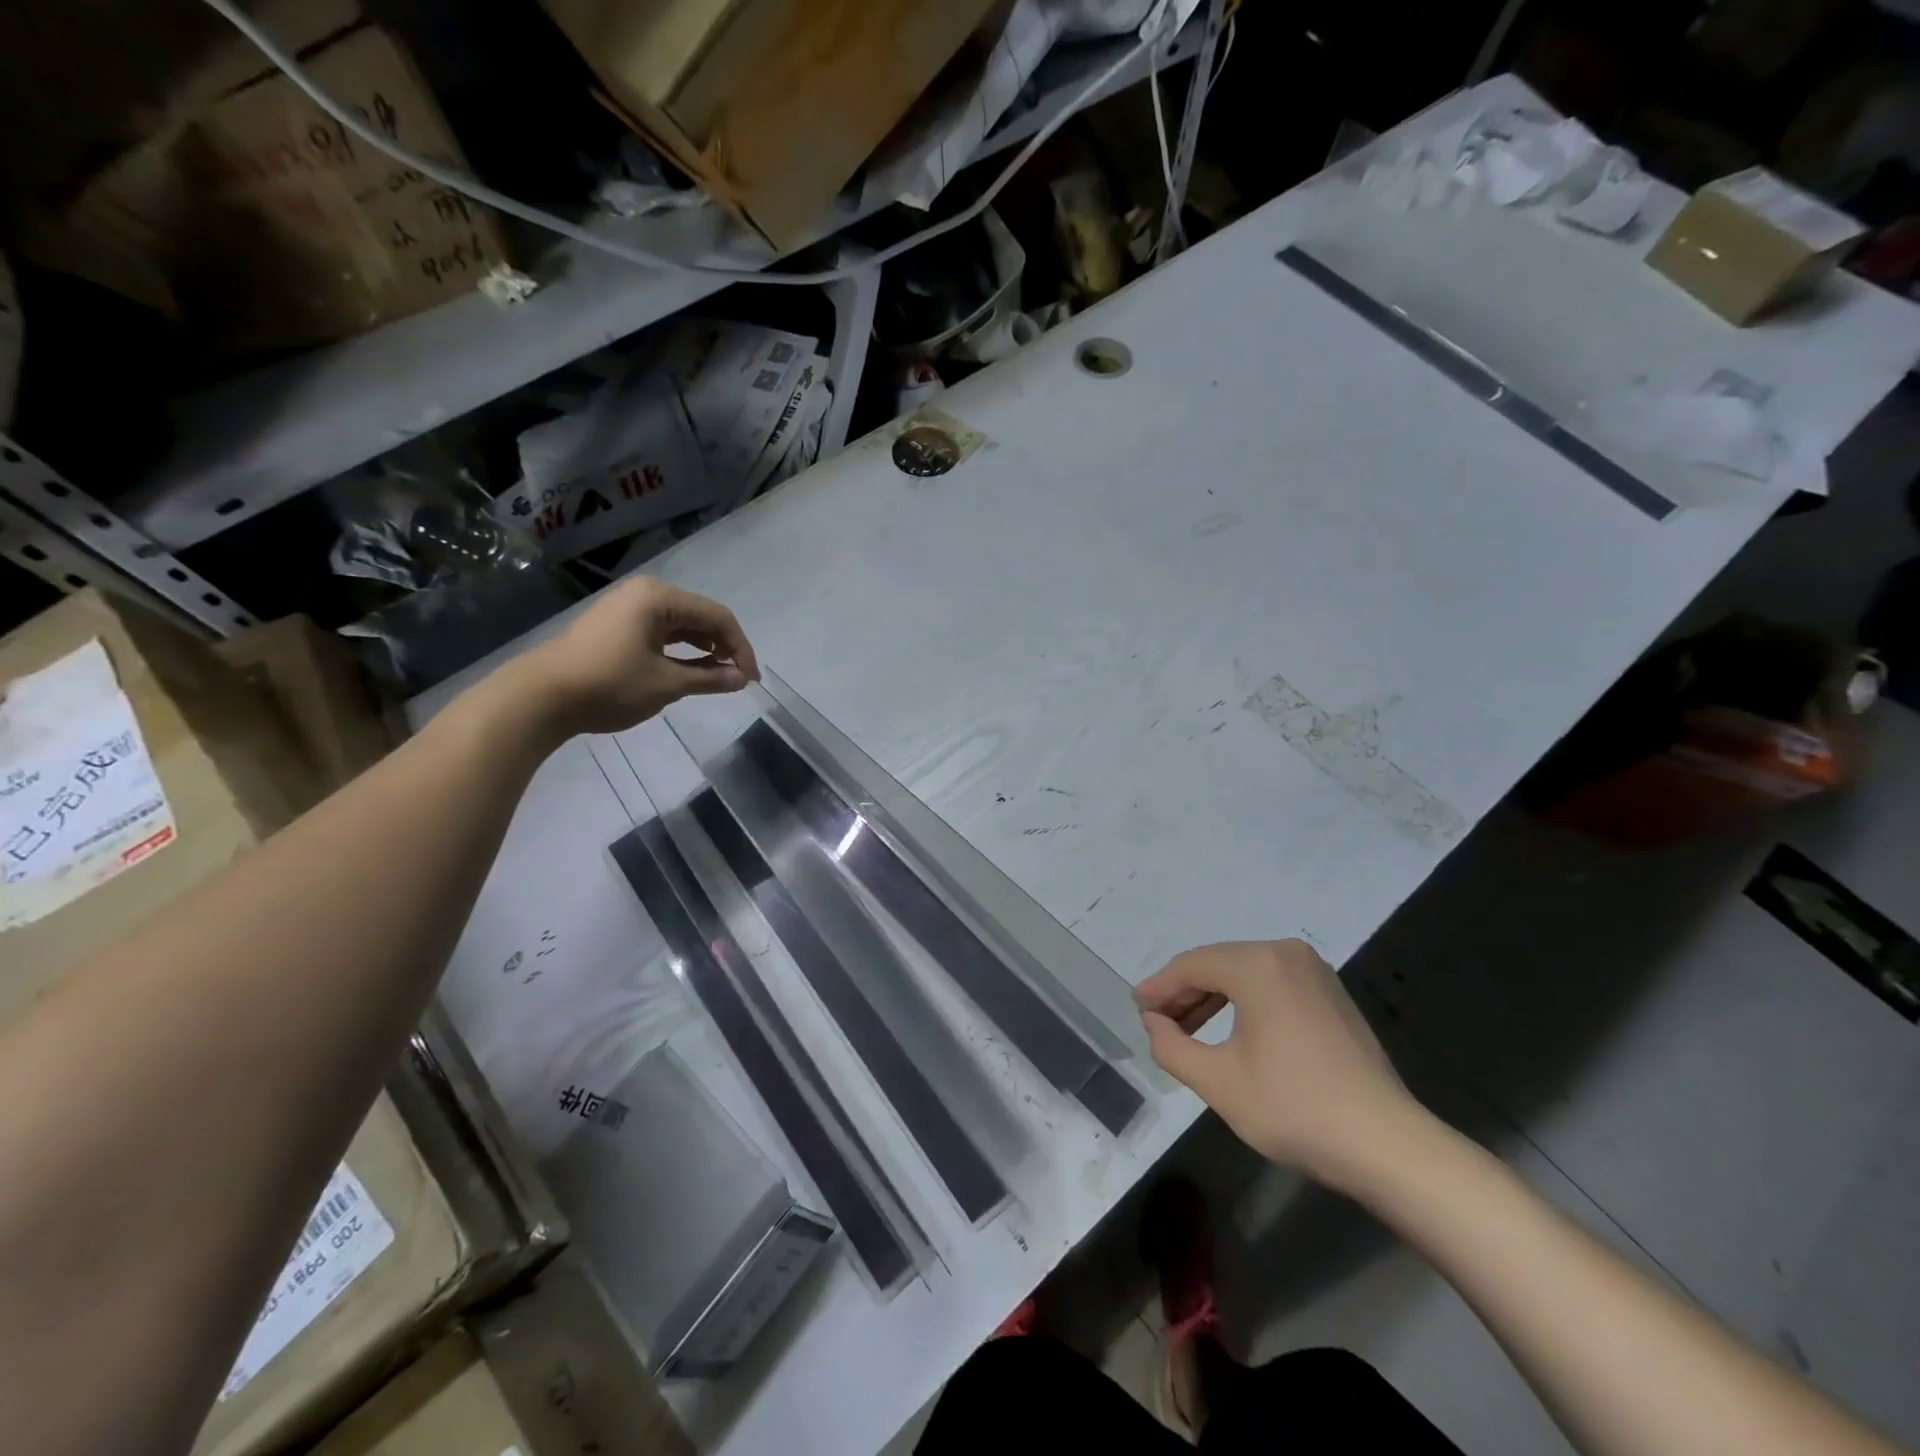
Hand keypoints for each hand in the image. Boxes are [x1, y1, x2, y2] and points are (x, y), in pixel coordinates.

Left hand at [524, 578, 759, 735]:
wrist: (541, 696)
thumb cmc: (609, 684)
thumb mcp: (666, 684)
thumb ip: (709, 678)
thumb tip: (742, 679)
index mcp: (659, 597)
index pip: (717, 617)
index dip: (741, 648)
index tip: (750, 680)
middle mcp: (646, 594)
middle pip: (701, 616)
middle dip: (724, 647)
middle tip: (738, 679)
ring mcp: (629, 608)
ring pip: (682, 625)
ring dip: (705, 649)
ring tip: (719, 676)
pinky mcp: (618, 625)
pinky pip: (662, 632)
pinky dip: (682, 650)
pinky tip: (691, 669)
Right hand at [1136, 940, 1421, 1191]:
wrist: (1386, 1144)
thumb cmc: (1295, 1109)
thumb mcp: (1218, 1082)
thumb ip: (1171, 1046)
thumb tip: (1153, 1022)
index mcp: (1257, 965)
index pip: (1191, 966)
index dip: (1159, 987)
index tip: (1137, 1009)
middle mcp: (1285, 953)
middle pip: (1217, 964)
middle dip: (1184, 992)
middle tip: (1157, 1022)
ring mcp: (1313, 971)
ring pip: (1244, 973)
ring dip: (1212, 997)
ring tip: (1186, 1029)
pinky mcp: (1330, 992)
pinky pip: (1271, 983)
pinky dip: (1243, 1001)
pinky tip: (1230, 1029)